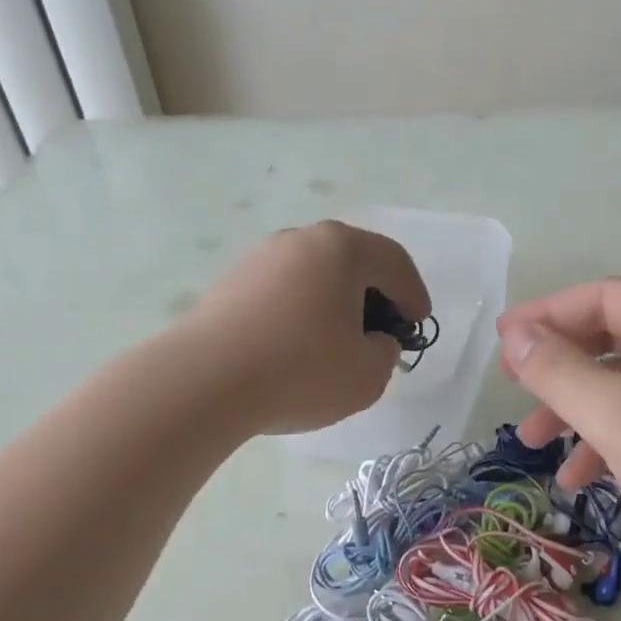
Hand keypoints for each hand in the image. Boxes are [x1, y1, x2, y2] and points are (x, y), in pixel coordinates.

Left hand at [187, 222, 430, 434]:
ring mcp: (260, 258)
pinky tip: (298, 347)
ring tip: (339, 342)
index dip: (414, 294)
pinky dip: (302, 312)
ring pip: (315, 275)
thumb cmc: (300, 370)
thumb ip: (385, 352)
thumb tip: (372, 340)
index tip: (417, 324)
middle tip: (383, 331)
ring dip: (336, 303)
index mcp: (342, 248)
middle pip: (353, 261)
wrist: (203, 381)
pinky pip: (284, 291)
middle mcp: (301, 239)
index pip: (394, 262)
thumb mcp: (368, 373)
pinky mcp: (231, 283)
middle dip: (375, 295)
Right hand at [497, 279, 620, 620]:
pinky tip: (577, 479)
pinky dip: (606, 444)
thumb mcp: (619, 414)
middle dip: (560, 367)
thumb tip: (514, 336)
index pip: (606, 298)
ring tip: (531, 443)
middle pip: (613, 341)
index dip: (547, 315)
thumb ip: (558, 370)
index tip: (501, 341)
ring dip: (575, 411)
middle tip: (512, 387)